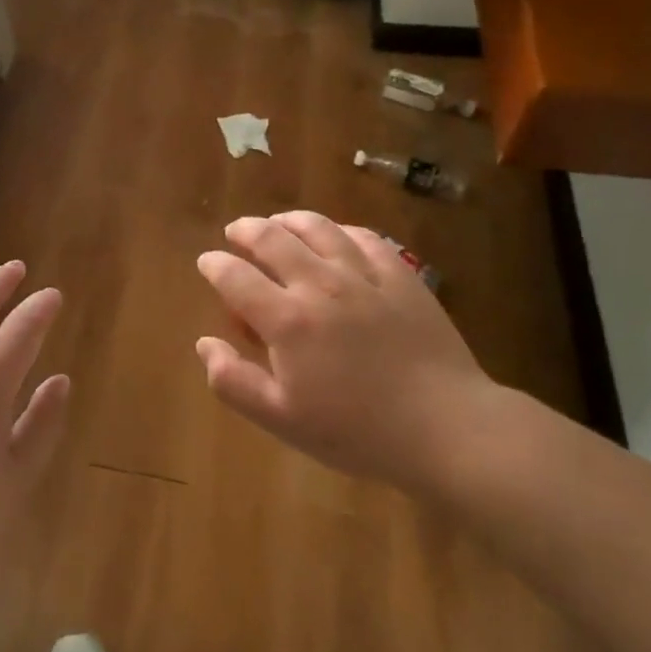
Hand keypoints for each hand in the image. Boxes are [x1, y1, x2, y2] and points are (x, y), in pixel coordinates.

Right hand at [195, 212, 507, 488]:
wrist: (446, 428)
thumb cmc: (357, 431)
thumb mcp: (282, 420)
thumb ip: (233, 381)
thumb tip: (204, 343)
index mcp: (287, 320)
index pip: (235, 276)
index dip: (214, 264)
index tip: (206, 262)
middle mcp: (320, 284)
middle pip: (272, 238)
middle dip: (245, 230)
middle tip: (235, 233)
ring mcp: (364, 275)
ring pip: (318, 228)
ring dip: (289, 220)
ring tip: (278, 223)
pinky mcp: (401, 276)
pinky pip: (364, 237)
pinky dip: (339, 230)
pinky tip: (335, 236)